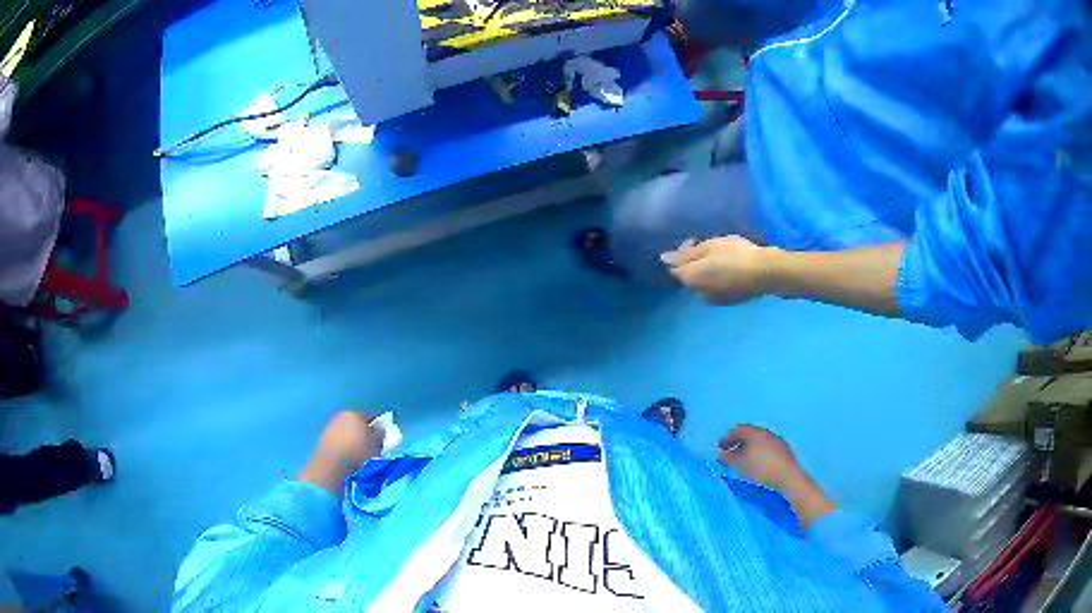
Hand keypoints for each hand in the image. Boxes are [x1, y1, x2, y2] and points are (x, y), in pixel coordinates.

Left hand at [298, 411, 383, 497]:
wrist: (331, 465)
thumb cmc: (357, 450)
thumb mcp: (376, 442)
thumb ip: (381, 434)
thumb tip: (381, 432)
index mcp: (354, 413)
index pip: (371, 417)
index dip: (380, 429)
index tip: (385, 440)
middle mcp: (340, 417)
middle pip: (359, 426)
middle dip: (366, 436)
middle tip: (375, 450)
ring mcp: (330, 429)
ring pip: (349, 435)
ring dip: (356, 444)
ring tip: (363, 458)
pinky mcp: (324, 442)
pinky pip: (341, 445)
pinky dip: (346, 451)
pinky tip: (351, 461)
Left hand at [661, 236, 775, 305]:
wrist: (765, 273)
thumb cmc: (736, 254)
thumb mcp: (710, 246)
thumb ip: (686, 254)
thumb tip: (664, 259)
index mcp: (690, 278)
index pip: (675, 267)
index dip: (683, 253)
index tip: (696, 241)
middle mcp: (697, 293)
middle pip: (688, 277)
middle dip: (693, 263)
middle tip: (707, 248)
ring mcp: (712, 300)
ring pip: (700, 285)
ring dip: (704, 273)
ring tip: (718, 259)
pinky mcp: (726, 302)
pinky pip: (713, 290)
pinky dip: (715, 280)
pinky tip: (728, 271)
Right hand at [718, 425, 835, 530]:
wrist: (788, 478)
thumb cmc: (760, 469)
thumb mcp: (738, 465)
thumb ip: (727, 458)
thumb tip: (721, 454)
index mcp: (755, 432)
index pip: (738, 430)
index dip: (727, 438)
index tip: (720, 447)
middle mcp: (767, 433)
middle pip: (750, 434)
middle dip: (738, 443)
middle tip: (730, 453)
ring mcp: (777, 441)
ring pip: (759, 441)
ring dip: (749, 449)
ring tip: (744, 461)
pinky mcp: (784, 451)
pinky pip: (767, 448)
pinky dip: (759, 453)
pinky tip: (758, 465)